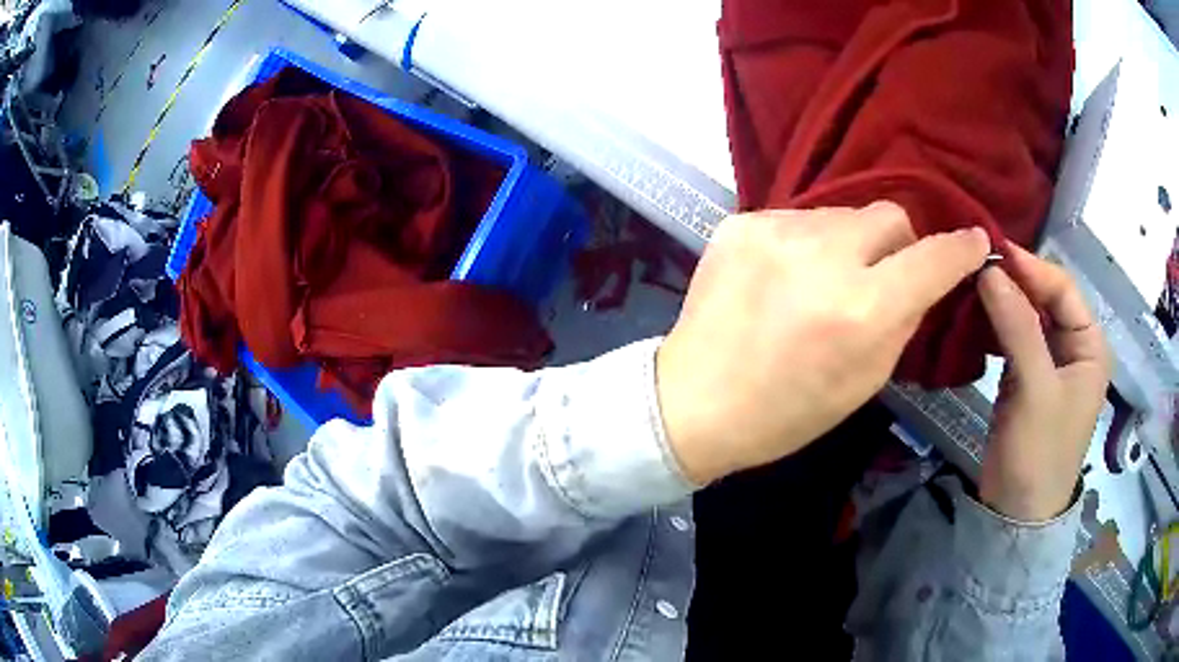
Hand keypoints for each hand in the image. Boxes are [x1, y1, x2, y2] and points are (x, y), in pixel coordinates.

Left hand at [656, 203, 989, 484]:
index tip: (975, 241)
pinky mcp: (740, 223)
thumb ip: (903, 320)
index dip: (961, 249)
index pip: (932, 259)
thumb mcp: (865, 381)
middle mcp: (823, 257)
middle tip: (883, 274)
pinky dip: (806, 245)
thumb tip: (926, 277)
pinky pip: (798, 219)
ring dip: (849, 244)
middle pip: (889, 215)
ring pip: (843, 215)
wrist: (694, 401)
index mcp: (861, 310)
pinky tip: (785, 279)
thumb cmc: (786, 411)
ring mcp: (775, 231)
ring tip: (824, 282)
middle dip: (899, 244)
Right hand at [977, 244, 1110, 521]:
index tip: (992, 250)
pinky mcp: (1027, 377)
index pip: (1063, 289)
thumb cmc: (1039, 454)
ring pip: (1026, 315)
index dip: (1031, 268)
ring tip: (970, 283)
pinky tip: (975, 314)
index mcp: (1090, 345)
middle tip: (975, 264)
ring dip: (1002, 301)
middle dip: (1014, 281)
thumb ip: (1018, 327)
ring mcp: (1049, 362)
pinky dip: (995, 324)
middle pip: (1044, 299)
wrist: (1014, 514)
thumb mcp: (1035, 390)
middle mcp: (1073, 347)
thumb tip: (989, 269)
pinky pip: (1013, 337)